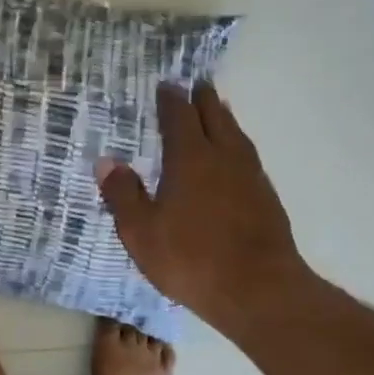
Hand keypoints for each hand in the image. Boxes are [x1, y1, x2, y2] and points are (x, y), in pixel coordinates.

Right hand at [96, 82, 316, 338]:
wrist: (258, 289)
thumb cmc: (191, 259)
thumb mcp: (141, 232)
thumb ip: (123, 195)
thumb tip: (106, 162)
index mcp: (190, 159)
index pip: (180, 117)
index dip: (172, 100)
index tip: (167, 86)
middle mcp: (224, 158)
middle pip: (215, 117)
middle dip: (204, 100)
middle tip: (197, 85)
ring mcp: (250, 177)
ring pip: (237, 135)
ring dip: (225, 119)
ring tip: (219, 110)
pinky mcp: (267, 198)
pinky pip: (249, 157)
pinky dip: (238, 145)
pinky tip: (235, 158)